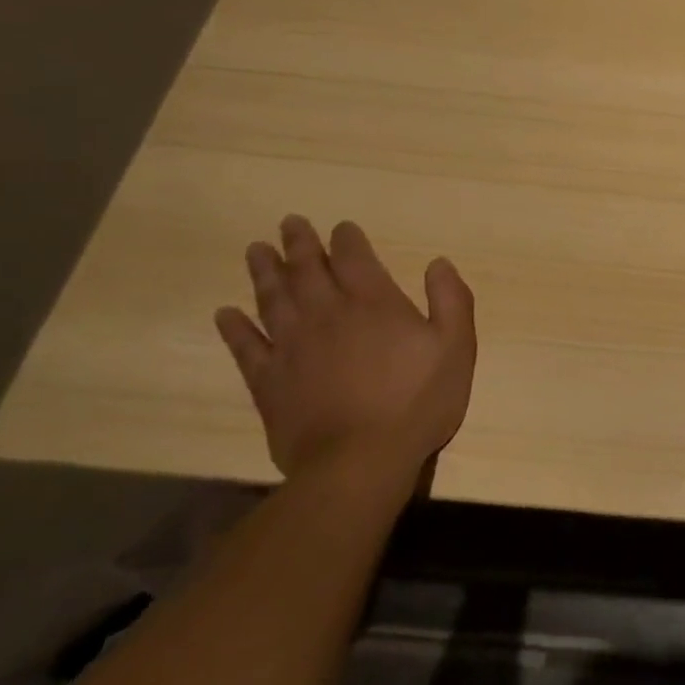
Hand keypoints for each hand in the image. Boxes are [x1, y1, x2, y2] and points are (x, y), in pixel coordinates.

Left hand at [214, 216, 476, 482]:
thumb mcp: (457, 346)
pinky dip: (234, 328)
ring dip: (264, 273)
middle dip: (299, 244)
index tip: (341, 226)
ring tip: (255, 251)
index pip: (355, 259)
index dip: (347, 239)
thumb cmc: (418, 401)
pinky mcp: (268, 382)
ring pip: (273, 300)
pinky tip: (226, 314)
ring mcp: (292, 348)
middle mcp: (328, 315)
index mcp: (375, 304)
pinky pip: (245, 347)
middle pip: (308, 271)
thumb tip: (438, 263)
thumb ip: (451, 300)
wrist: (360, 461)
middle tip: (288, 223)